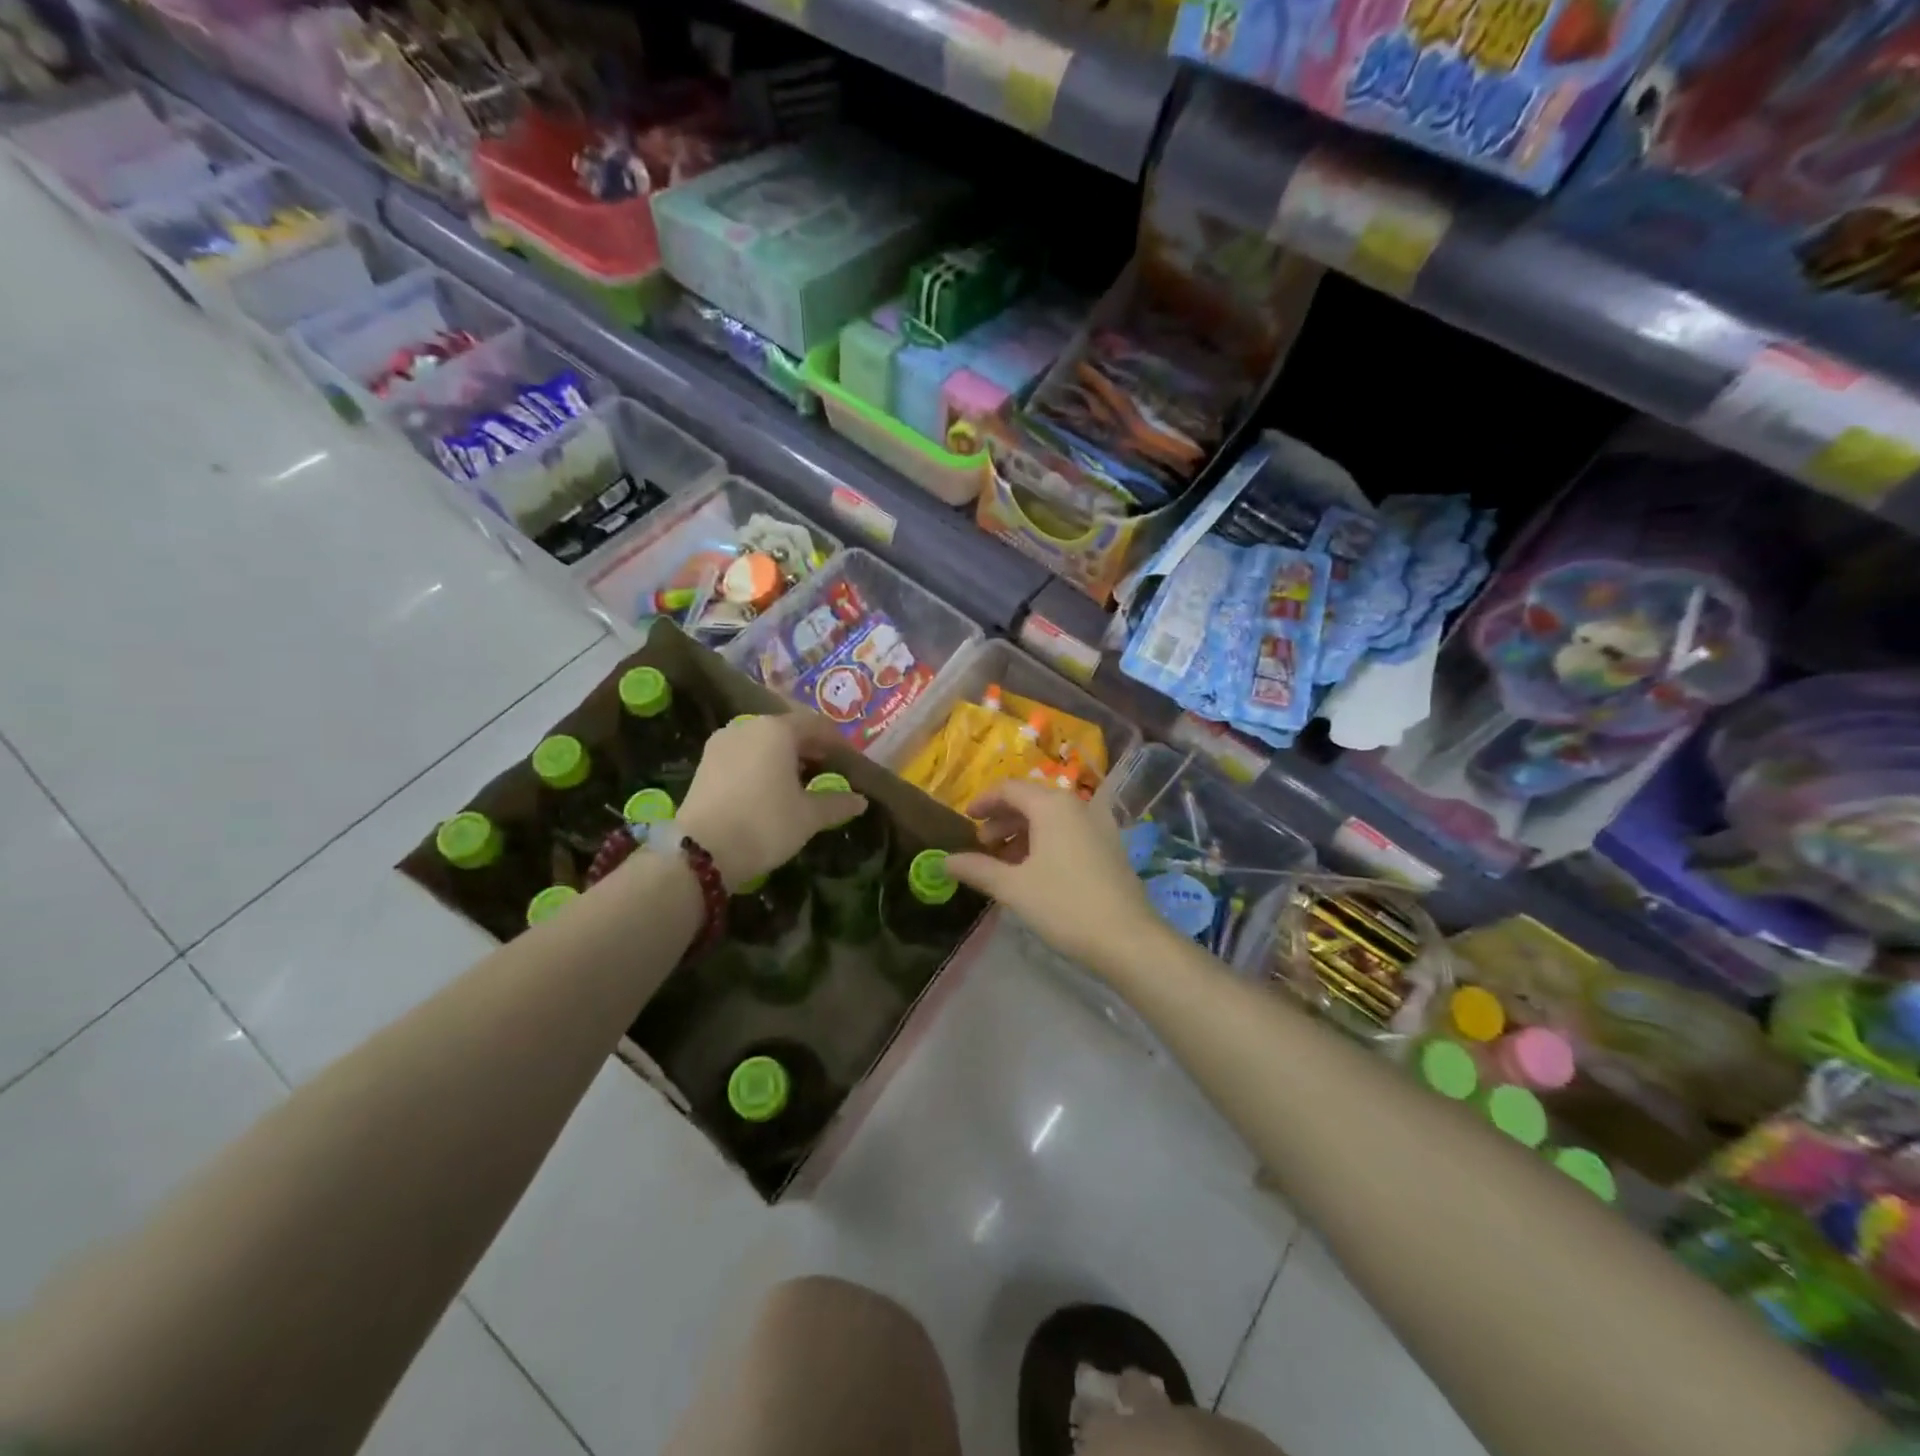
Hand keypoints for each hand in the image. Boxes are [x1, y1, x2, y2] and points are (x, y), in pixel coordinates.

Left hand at [676, 713, 865, 888]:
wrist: (701, 852)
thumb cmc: (765, 824)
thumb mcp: (808, 816)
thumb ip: (836, 803)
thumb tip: (860, 801)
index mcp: (777, 730)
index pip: (816, 725)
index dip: (836, 742)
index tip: (850, 761)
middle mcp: (747, 727)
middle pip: (787, 730)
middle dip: (809, 748)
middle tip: (827, 770)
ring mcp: (721, 743)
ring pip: (762, 742)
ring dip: (783, 756)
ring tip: (799, 781)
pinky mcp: (704, 763)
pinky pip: (743, 755)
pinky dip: (760, 765)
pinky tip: (769, 788)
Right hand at [945, 779, 1160, 971]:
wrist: (1128, 939)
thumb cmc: (1064, 906)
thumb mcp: (1013, 888)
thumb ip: (978, 869)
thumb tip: (945, 861)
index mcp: (1053, 806)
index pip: (1009, 788)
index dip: (984, 801)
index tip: (965, 818)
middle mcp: (1077, 806)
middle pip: (1031, 801)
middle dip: (1003, 820)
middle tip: (982, 845)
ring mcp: (1098, 826)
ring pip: (1051, 818)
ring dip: (1023, 834)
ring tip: (1005, 863)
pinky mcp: (1110, 847)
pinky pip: (1069, 832)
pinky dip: (1045, 842)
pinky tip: (1035, 872)